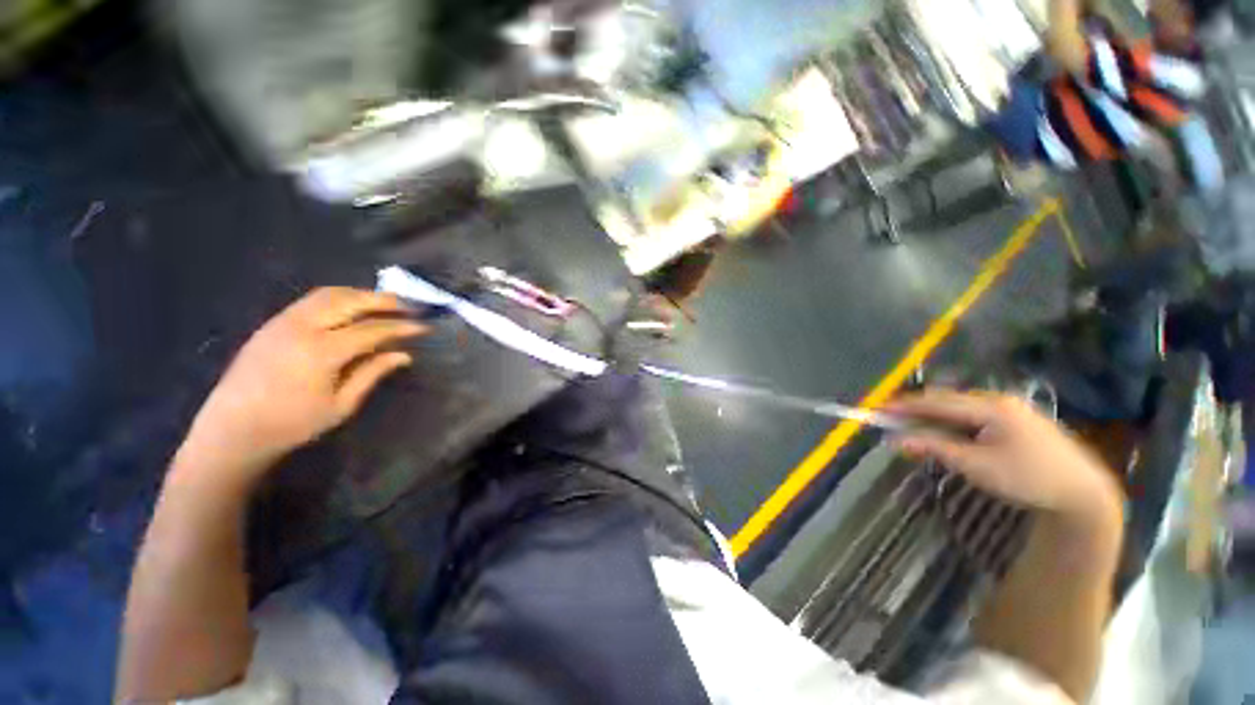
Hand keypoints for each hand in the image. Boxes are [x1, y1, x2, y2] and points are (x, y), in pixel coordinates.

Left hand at [176, 287, 425, 490]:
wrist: (232, 430)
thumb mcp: (341, 405)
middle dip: (384, 300)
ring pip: (329, 294)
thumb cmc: (291, 424)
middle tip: (409, 305)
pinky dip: (339, 298)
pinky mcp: (272, 323)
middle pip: (350, 301)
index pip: (372, 329)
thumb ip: (372, 373)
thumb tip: (403, 355)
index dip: (402, 326)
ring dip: (361, 294)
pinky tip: (351, 308)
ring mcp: (283, 321)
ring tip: (384, 302)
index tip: (424, 326)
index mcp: (322, 351)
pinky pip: (312, 300)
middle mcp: (302, 327)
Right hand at [891, 391, 1123, 524]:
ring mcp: (1011, 408)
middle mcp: (999, 400)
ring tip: (914, 425)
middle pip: (947, 400)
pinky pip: (975, 414)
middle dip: (917, 408)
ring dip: (936, 415)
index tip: (877, 408)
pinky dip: (954, 421)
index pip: (937, 402)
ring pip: (961, 406)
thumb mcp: (976, 466)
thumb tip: (896, 439)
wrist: (1083, 492)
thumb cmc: (1028, 479)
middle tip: (891, 417)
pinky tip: (948, 431)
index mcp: (990, 407)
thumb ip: (935, 447)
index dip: (905, 405)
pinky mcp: (1018, 419)